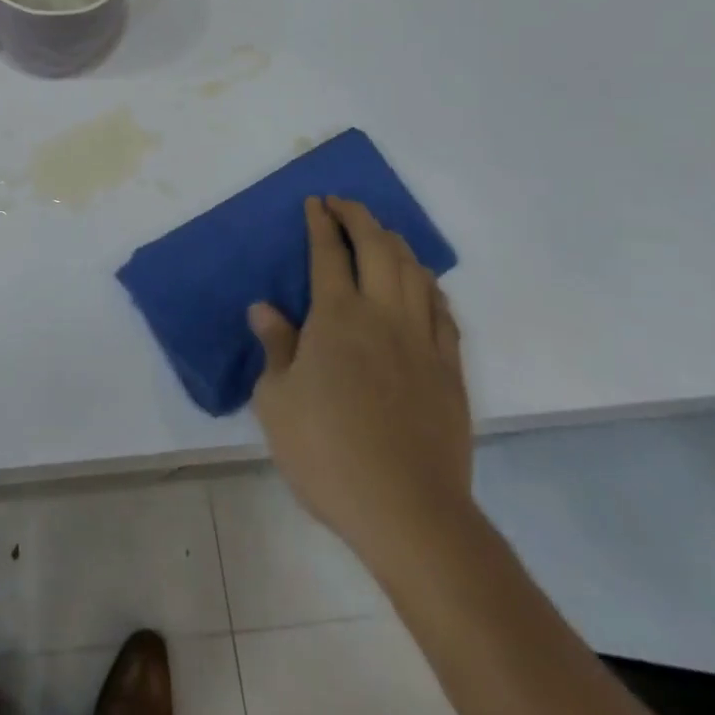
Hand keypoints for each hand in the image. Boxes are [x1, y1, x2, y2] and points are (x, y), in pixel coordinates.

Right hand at [249, 196, 471, 579]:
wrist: (408, 511)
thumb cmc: (327, 452)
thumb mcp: (276, 401)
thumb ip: (275, 347)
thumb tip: (264, 309)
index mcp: (337, 316)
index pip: (328, 253)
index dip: (320, 223)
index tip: (315, 202)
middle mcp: (383, 315)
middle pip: (378, 248)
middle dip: (359, 217)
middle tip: (343, 204)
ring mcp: (422, 341)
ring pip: (415, 272)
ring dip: (396, 244)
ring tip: (382, 234)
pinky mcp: (450, 370)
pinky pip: (443, 312)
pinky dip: (429, 287)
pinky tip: (424, 286)